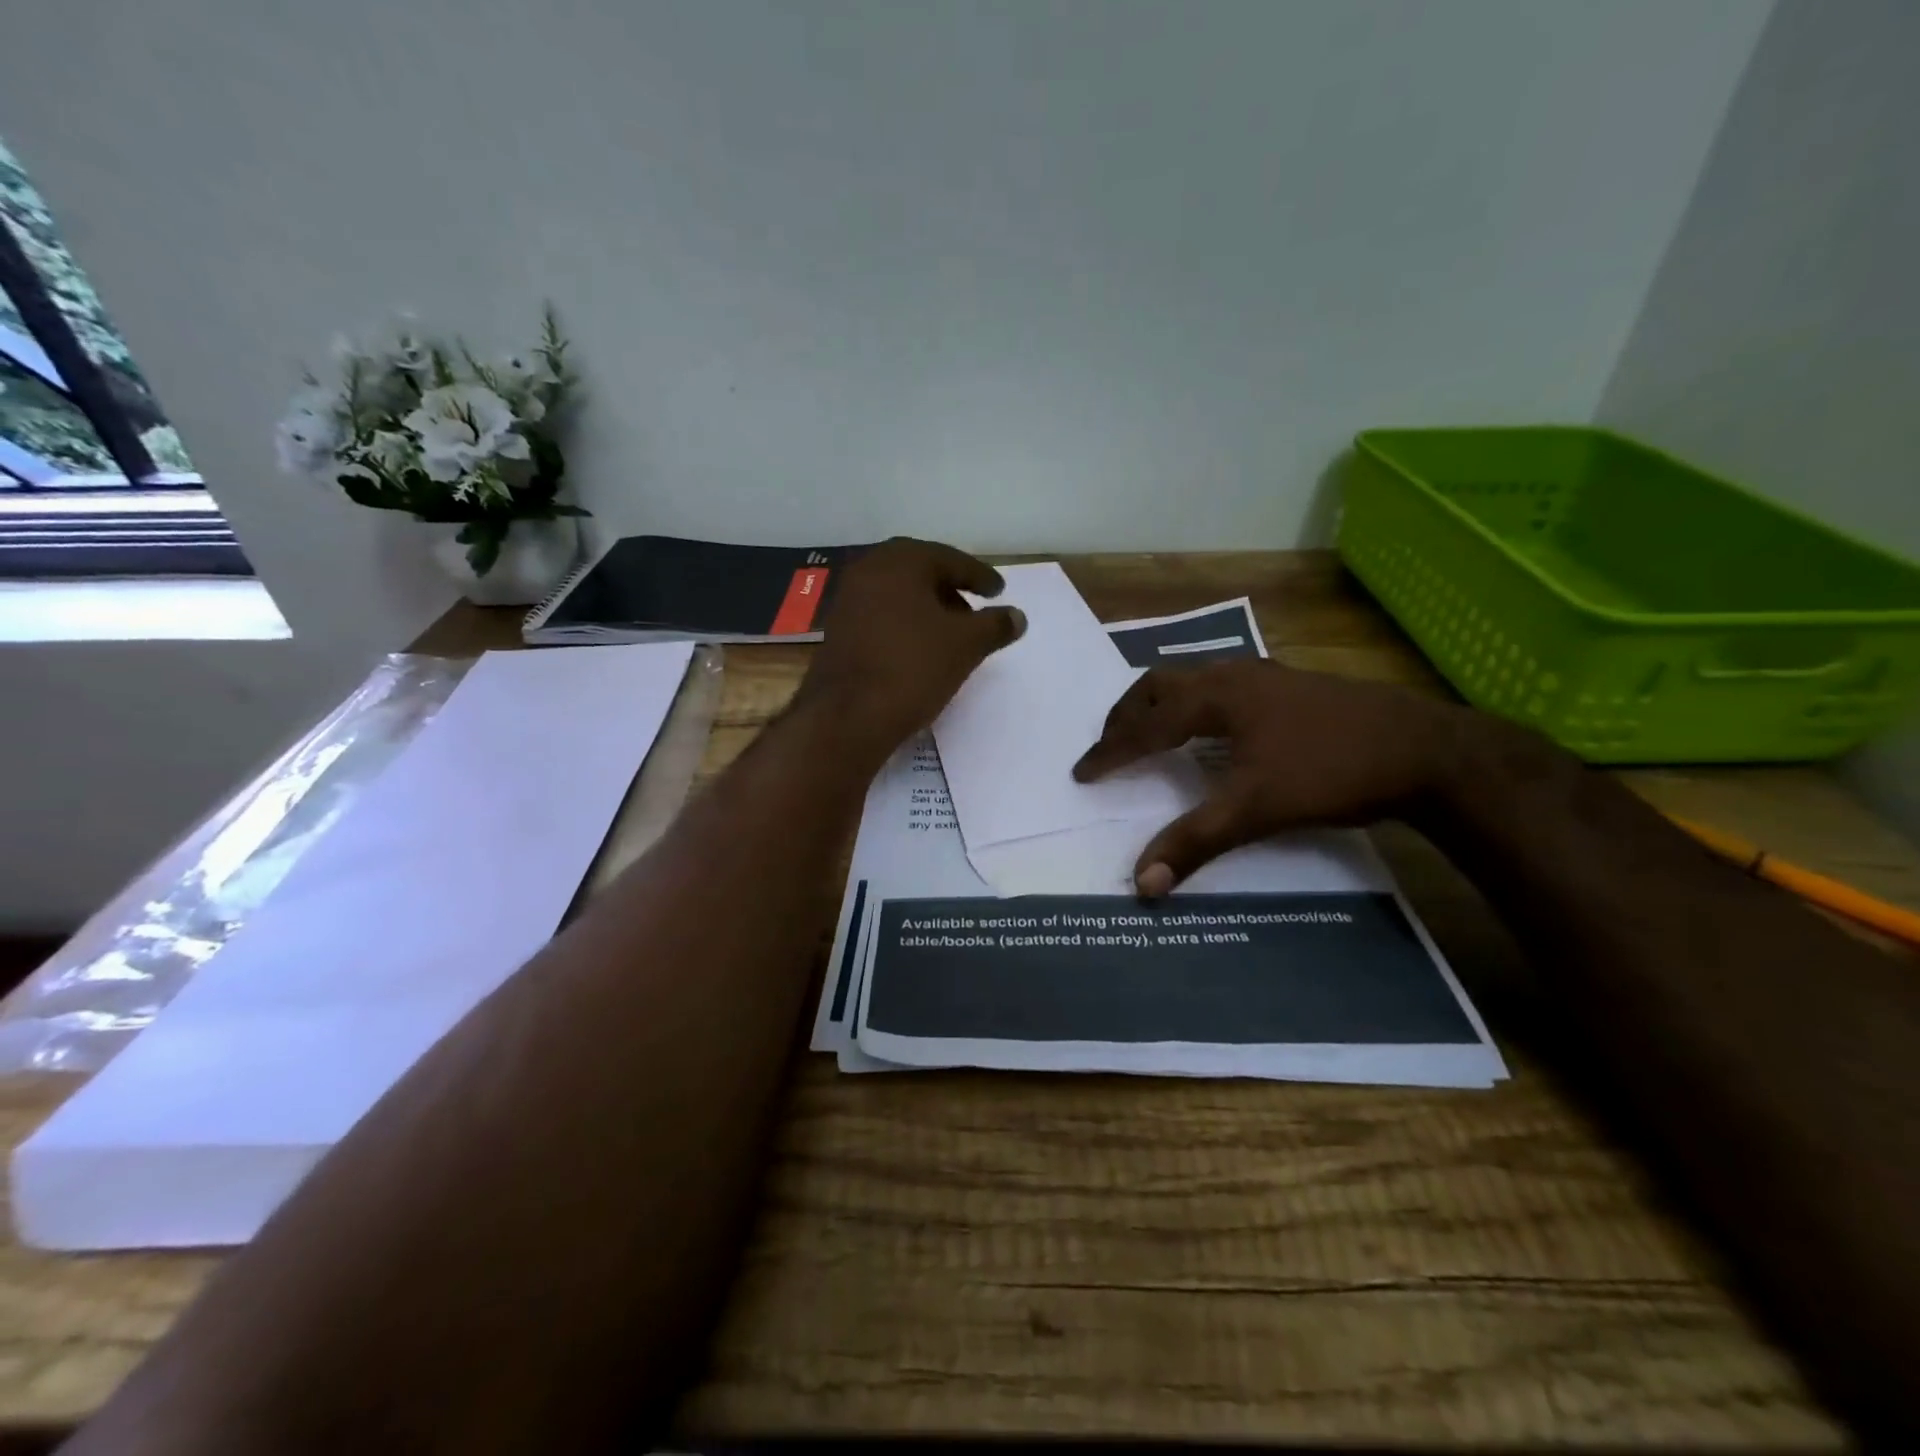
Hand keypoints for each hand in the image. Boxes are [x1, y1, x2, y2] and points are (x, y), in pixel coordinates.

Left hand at [797, 537, 1024, 757]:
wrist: (849, 716)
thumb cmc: (913, 667)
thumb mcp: (966, 645)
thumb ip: (995, 626)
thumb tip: (1017, 616)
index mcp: (901, 562)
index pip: (950, 559)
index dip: (979, 576)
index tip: (999, 591)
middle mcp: (869, 570)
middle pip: (920, 572)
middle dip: (950, 589)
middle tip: (975, 609)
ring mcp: (848, 601)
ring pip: (898, 594)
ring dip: (927, 607)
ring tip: (952, 633)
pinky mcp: (838, 631)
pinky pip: (881, 615)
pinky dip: (905, 623)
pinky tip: (920, 649)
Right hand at [1072, 660, 1473, 895]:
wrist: (1425, 749)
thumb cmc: (1330, 772)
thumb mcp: (1255, 809)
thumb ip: (1194, 842)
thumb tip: (1141, 883)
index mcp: (1215, 696)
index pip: (1145, 724)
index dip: (1110, 751)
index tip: (1082, 773)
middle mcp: (1233, 674)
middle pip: (1160, 684)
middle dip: (1128, 714)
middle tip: (1111, 746)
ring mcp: (1266, 675)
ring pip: (1193, 678)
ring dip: (1161, 703)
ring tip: (1150, 732)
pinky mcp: (1290, 685)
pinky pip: (1222, 684)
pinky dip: (1195, 702)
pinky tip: (1213, 727)